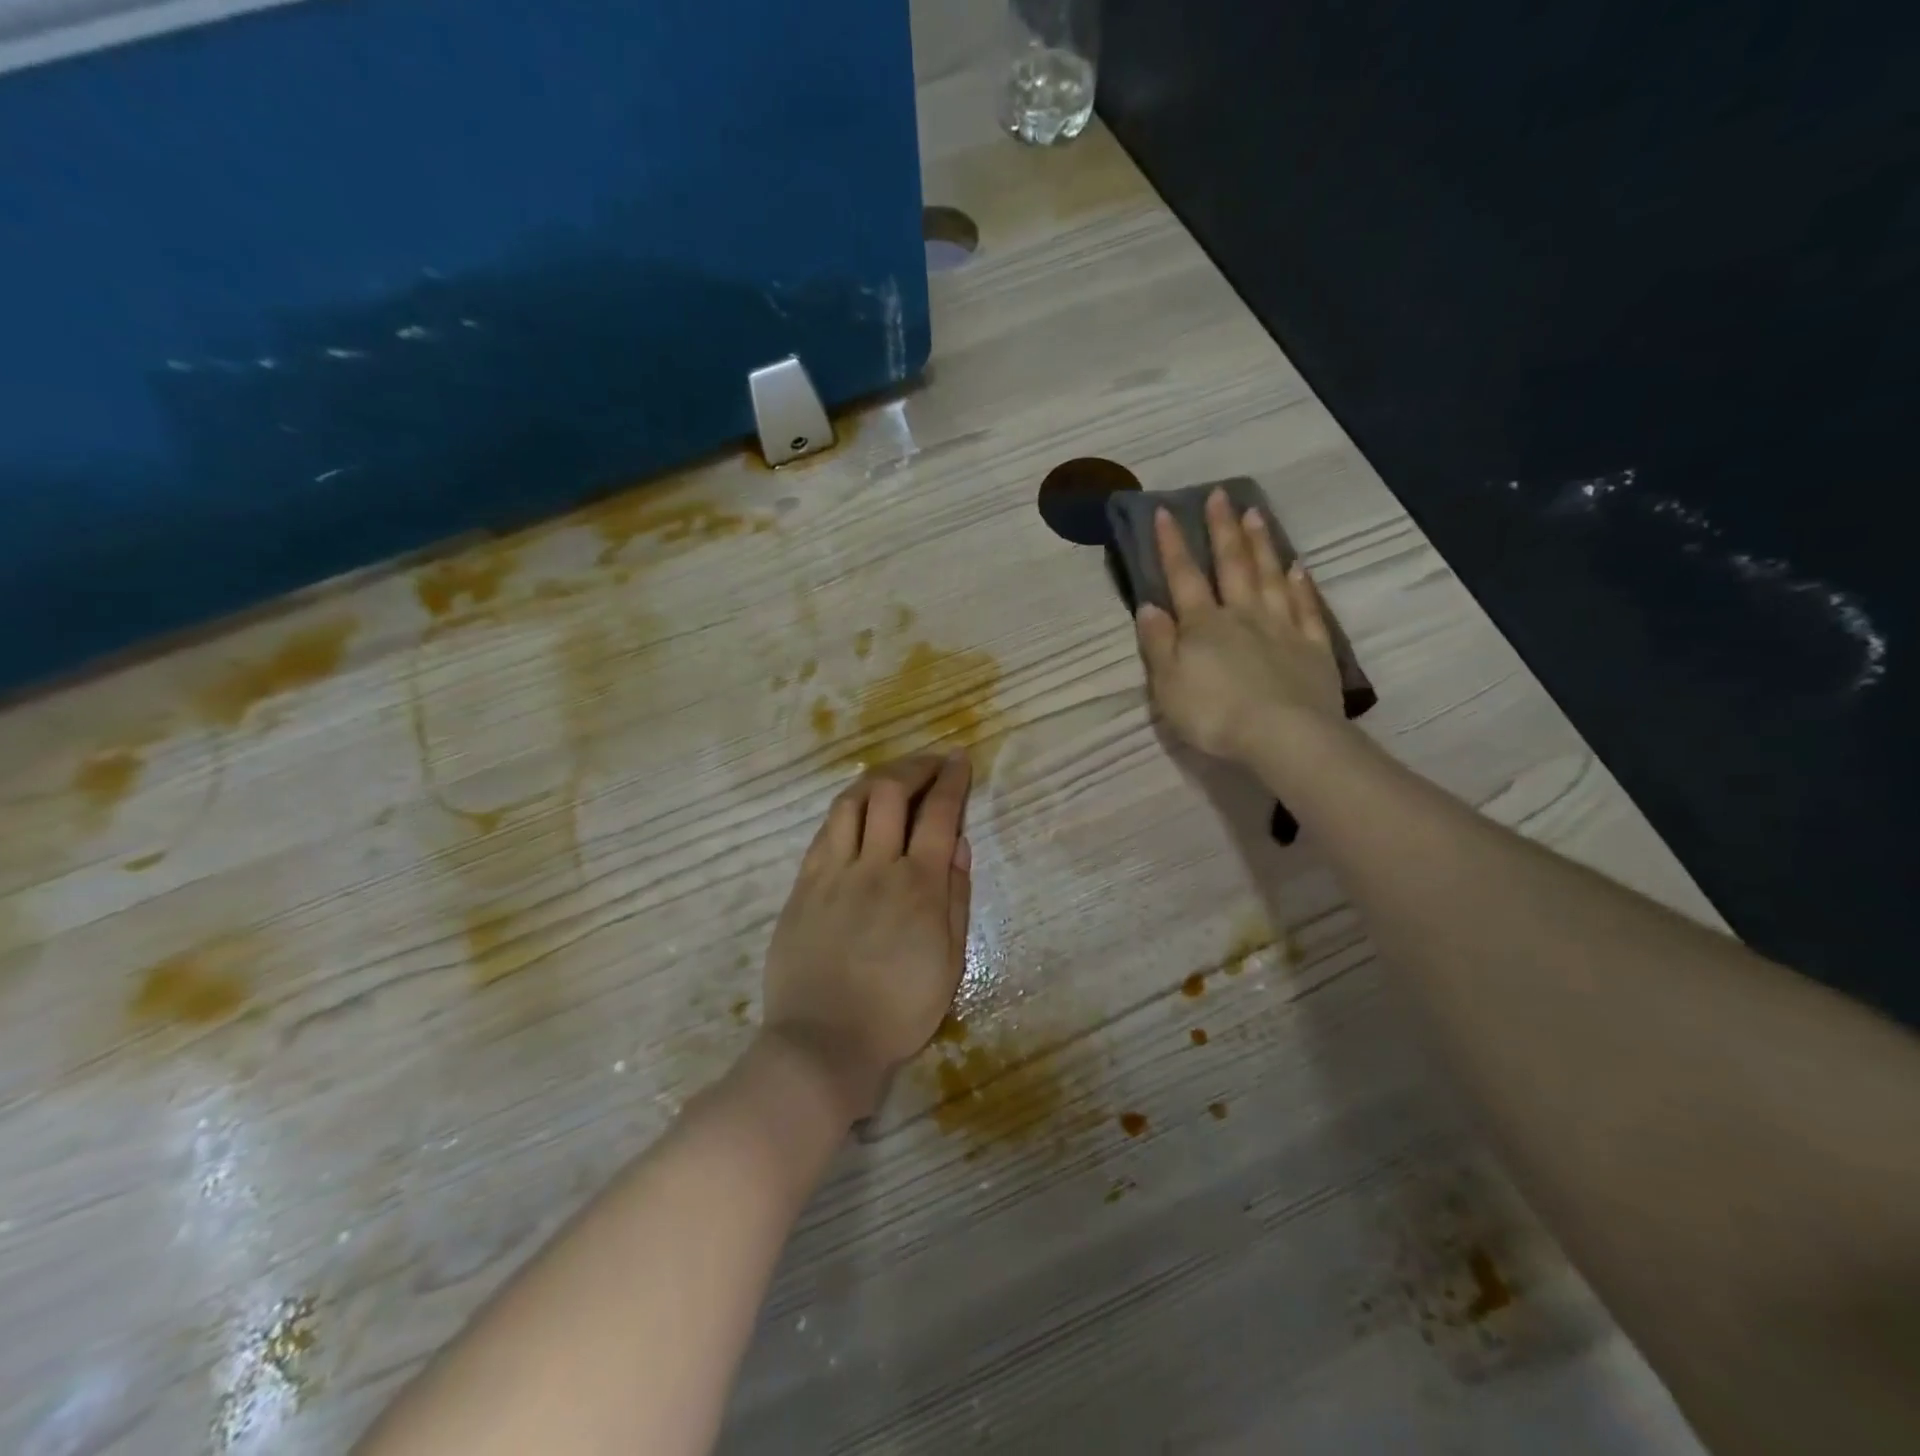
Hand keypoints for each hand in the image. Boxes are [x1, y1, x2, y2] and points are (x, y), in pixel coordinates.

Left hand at [760, 753, 973, 1122]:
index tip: (959, 760)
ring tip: (892, 778)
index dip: (951, 780)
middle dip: (914, 766)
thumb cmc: (898, 1011)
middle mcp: (876, 866)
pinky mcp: (804, 885)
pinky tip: (856, 812)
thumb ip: (956, 896)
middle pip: (891, 792)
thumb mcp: (949, 962)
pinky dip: (846, 810)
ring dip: (877, 779)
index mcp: (919, 886)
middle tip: (929, 763)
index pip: (939, 813)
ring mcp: (834, 872)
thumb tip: (959, 842)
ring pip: (852, 802)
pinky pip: (825, 831)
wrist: (823, 1042)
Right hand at [1134, 488, 1343, 766]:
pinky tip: (1298, 567)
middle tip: (1220, 495)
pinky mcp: (1313, 648)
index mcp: (1203, 625)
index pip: (1183, 576)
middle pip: (1232, 565)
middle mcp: (1242, 615)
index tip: (1166, 510)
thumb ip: (1158, 643)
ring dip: (1261, 544)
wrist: (1282, 736)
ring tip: (1256, 514)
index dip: (1172, 544)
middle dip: (1222, 529)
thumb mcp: (1167, 684)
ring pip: (1270, 577)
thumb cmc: (1213, 714)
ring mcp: (1282, 628)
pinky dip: (1301, 585)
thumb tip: (1149, 606)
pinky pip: (1306, 608)